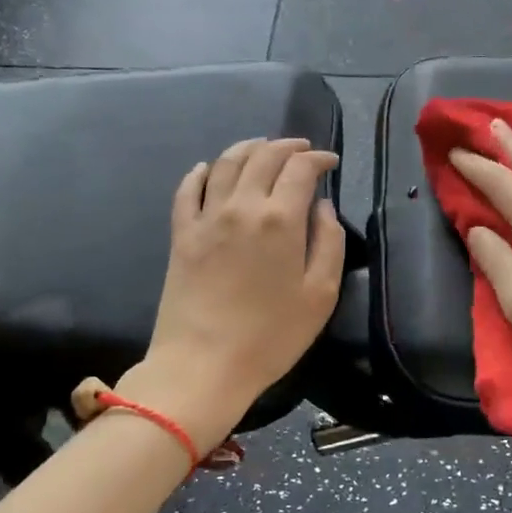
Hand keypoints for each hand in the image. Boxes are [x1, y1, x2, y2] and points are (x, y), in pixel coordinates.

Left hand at [132, 137, 344, 448]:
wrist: (202, 365)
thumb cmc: (271, 336)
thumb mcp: (320, 295)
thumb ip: (329, 243)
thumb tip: (323, 208)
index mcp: (281, 219)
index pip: (301, 168)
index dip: (319, 159)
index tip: (330, 162)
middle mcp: (242, 206)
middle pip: (264, 156)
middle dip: (287, 147)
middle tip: (302, 151)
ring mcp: (206, 217)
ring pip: (226, 163)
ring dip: (248, 148)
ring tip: (262, 148)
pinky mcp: (181, 234)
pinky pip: (188, 189)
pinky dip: (201, 172)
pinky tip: (209, 168)